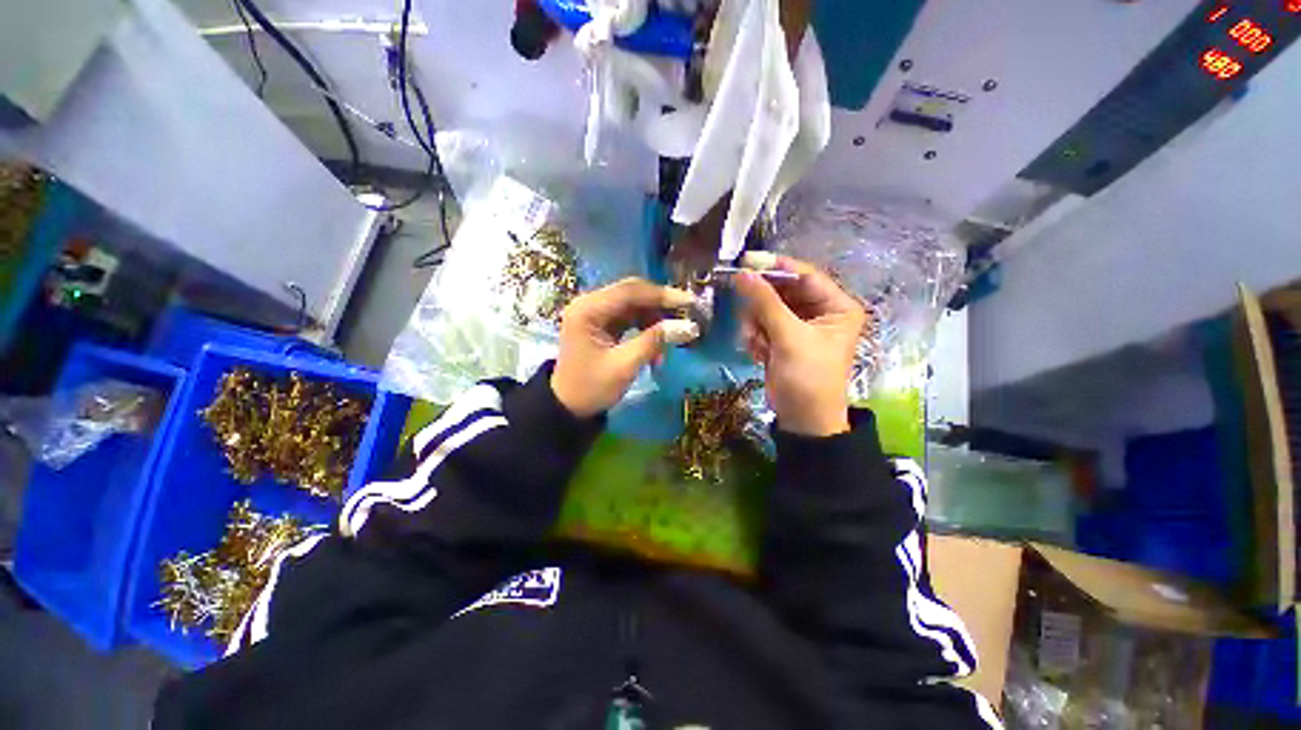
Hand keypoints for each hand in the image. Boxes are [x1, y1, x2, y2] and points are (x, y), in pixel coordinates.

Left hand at [551, 278, 699, 417]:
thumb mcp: (625, 366)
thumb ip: (655, 341)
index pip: (630, 292)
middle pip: (632, 293)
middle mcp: (589, 303)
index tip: (690, 302)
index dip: (662, 295)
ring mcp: (595, 312)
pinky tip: (655, 347)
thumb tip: (690, 326)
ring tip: (667, 343)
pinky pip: (630, 317)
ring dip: (654, 320)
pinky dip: (645, 328)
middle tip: (687, 315)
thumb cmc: (592, 388)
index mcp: (588, 309)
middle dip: (660, 305)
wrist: (568, 408)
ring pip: (634, 305)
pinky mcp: (602, 323)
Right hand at [732, 253, 867, 436]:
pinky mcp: (783, 340)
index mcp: (837, 306)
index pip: (805, 275)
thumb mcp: (789, 337)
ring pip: (768, 309)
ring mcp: (799, 326)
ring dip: (756, 325)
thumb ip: (765, 303)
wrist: (802, 420)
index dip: (776, 267)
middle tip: (747, 316)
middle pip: (783, 291)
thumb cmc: (807, 377)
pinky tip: (758, 353)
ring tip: (756, 343)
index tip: (746, 262)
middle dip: (762, 306)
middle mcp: (820, 312)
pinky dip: (756, 337)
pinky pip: (762, 325)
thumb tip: (742, 273)